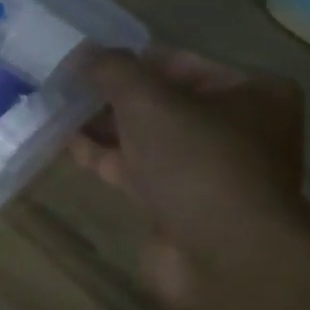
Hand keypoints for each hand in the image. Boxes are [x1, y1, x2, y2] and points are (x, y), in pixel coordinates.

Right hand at [71, 47, 309, 305]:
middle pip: (162, 102)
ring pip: (147, 139)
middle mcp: (237, 130)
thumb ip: (112, 70)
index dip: (131, 61)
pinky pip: (138, 172)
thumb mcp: (149, 100)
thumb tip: (82, 52)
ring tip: (57, 110)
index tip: (85, 62)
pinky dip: (106, 158)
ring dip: (105, 127)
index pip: (180, 63)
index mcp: (251, 93)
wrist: (224, 256)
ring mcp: (208, 172)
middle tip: (65, 86)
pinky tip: (68, 145)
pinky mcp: (181, 206)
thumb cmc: (197, 161)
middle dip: (114, 96)